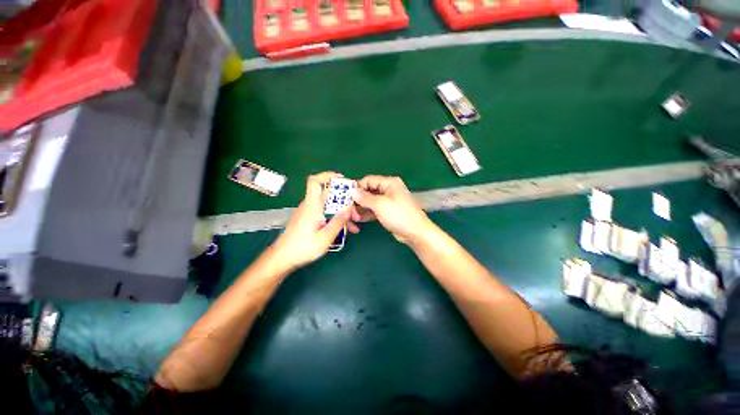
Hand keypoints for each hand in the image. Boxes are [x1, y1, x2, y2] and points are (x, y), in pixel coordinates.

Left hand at [272, 172, 351, 269]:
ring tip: (354, 225)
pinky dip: (335, 218)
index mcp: (312, 206)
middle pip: (328, 196)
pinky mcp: (309, 220)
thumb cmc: (303, 248)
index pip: (315, 181)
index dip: (328, 176)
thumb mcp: (325, 237)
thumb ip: (338, 222)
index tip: (343, 180)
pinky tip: (345, 230)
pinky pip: (325, 214)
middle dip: (344, 201)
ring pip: (329, 206)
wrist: (282, 259)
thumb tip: (349, 209)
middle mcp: (309, 206)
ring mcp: (309, 213)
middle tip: (356, 213)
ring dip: (342, 212)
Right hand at [350, 175, 432, 244]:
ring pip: (370, 201)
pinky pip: (374, 209)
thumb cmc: (398, 215)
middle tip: (349, 209)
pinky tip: (359, 219)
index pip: (369, 180)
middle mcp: (388, 189)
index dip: (357, 187)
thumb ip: (364, 197)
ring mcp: (388, 201)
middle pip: (369, 191)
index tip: (347, 197)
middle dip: (358, 200)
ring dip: (361, 208)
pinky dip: (367, 213)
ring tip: (353, 216)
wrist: (415, 232)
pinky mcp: (387, 211)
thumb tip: (352, 191)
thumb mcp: (380, 205)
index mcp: (389, 183)